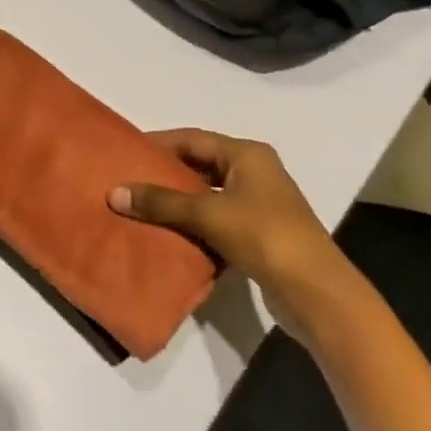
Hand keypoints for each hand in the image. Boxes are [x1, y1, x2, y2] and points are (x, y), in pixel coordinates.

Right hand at [109, 129, 356, 343]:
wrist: (316, 292)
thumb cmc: (264, 235)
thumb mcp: (207, 213)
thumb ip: (161, 202)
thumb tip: (114, 193)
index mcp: (247, 154)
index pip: (193, 138)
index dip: (159, 142)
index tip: (127, 150)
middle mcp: (255, 171)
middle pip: (200, 163)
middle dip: (165, 171)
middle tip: (129, 178)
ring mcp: (259, 203)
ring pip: (208, 192)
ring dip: (178, 199)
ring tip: (140, 204)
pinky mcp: (259, 232)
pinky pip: (216, 217)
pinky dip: (193, 221)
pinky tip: (168, 231)